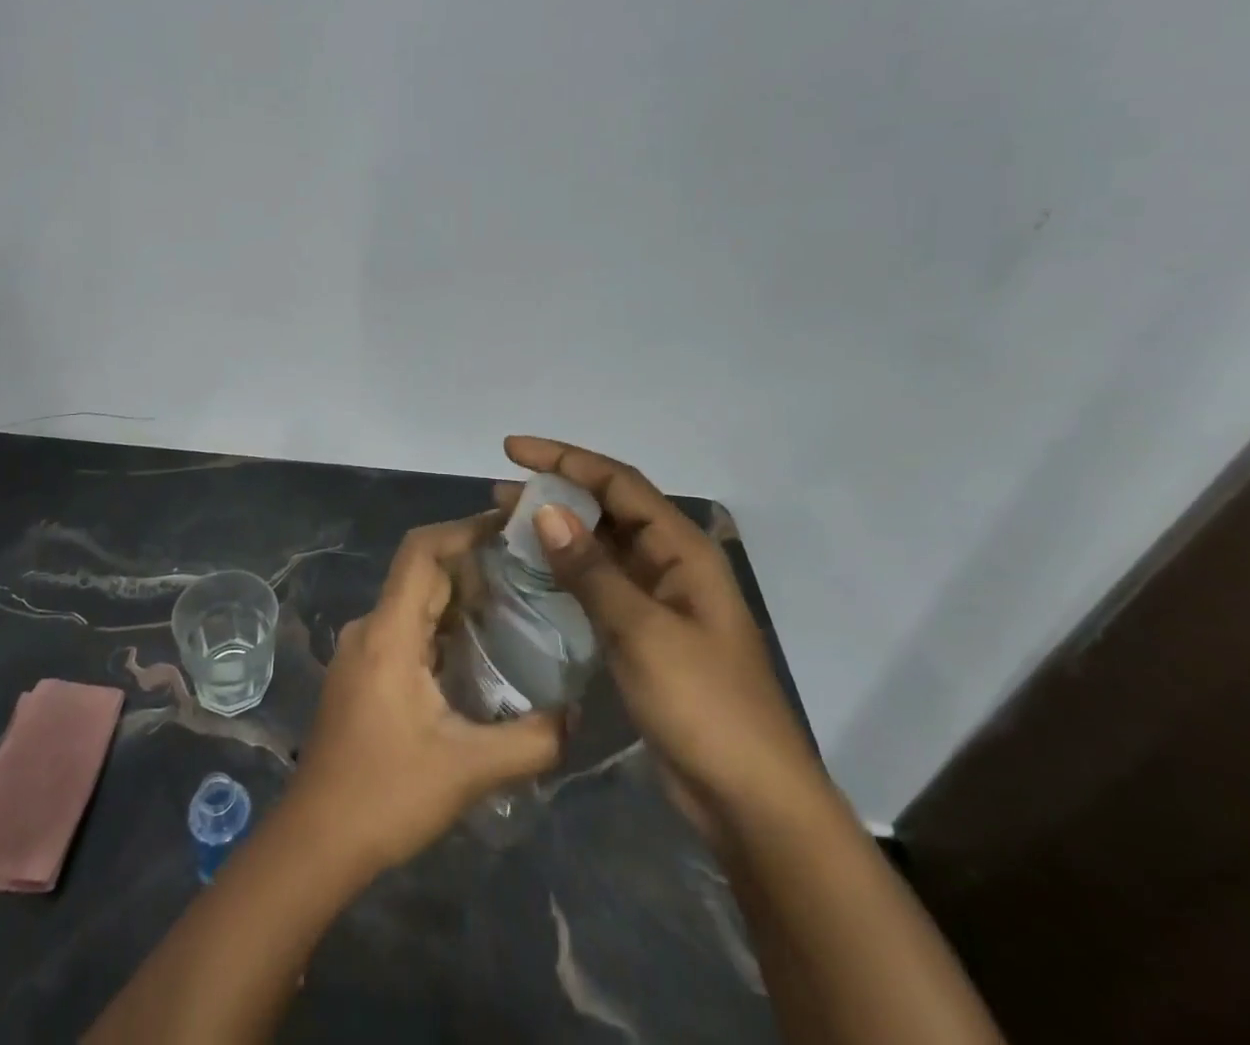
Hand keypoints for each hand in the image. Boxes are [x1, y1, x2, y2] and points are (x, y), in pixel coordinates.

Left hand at [286, 513, 565, 872]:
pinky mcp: (362, 672)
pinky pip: (407, 628)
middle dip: (473, 562)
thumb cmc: (386, 797)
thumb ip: (532, 740)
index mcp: (388, 633)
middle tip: (530, 567)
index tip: (510, 528)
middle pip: (422, 572)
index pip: (422, 551)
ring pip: (415, 601)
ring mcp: (361, 650)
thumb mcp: (469, 771)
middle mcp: (370, 628)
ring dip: (460, 596)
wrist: (315, 843)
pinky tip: (480, 649)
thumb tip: (577, 714)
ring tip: (516, 602)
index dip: (464, 529)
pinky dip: (444, 625)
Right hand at [497, 437, 824, 838]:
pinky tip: (533, 573)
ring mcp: (658, 600)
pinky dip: (566, 571)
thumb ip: (591, 570)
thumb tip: (545, 510)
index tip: (513, 450)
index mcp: (682, 550)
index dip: (565, 459)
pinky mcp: (644, 634)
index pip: (617, 482)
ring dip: (558, 531)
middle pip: (608, 508)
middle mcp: (670, 563)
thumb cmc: (703, 706)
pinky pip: (599, 585)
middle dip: (556, 492)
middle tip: (500, 493)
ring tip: (506, 524)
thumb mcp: (642, 631)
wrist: (749, 800)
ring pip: (601, 547)